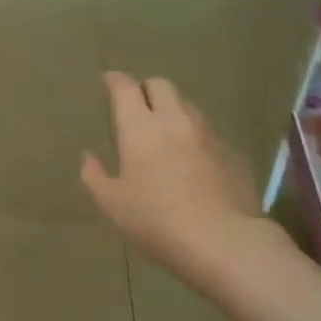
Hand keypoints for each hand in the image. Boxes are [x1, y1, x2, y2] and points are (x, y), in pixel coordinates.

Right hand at [81, 72, 286, 293]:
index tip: (108, 80)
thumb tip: (88, 156)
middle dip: (145, 88)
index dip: (115, 80)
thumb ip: (95, 176)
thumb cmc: (157, 221)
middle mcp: (175, 121)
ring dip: (171, 109)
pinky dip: (193, 136)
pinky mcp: (231, 153)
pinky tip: (190, 159)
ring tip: (163, 129)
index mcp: (140, 128)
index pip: (126, 88)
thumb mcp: (112, 204)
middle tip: (135, 103)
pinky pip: (207, 133)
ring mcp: (208, 135)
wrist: (223, 240)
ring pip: (187, 106)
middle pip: (161, 86)